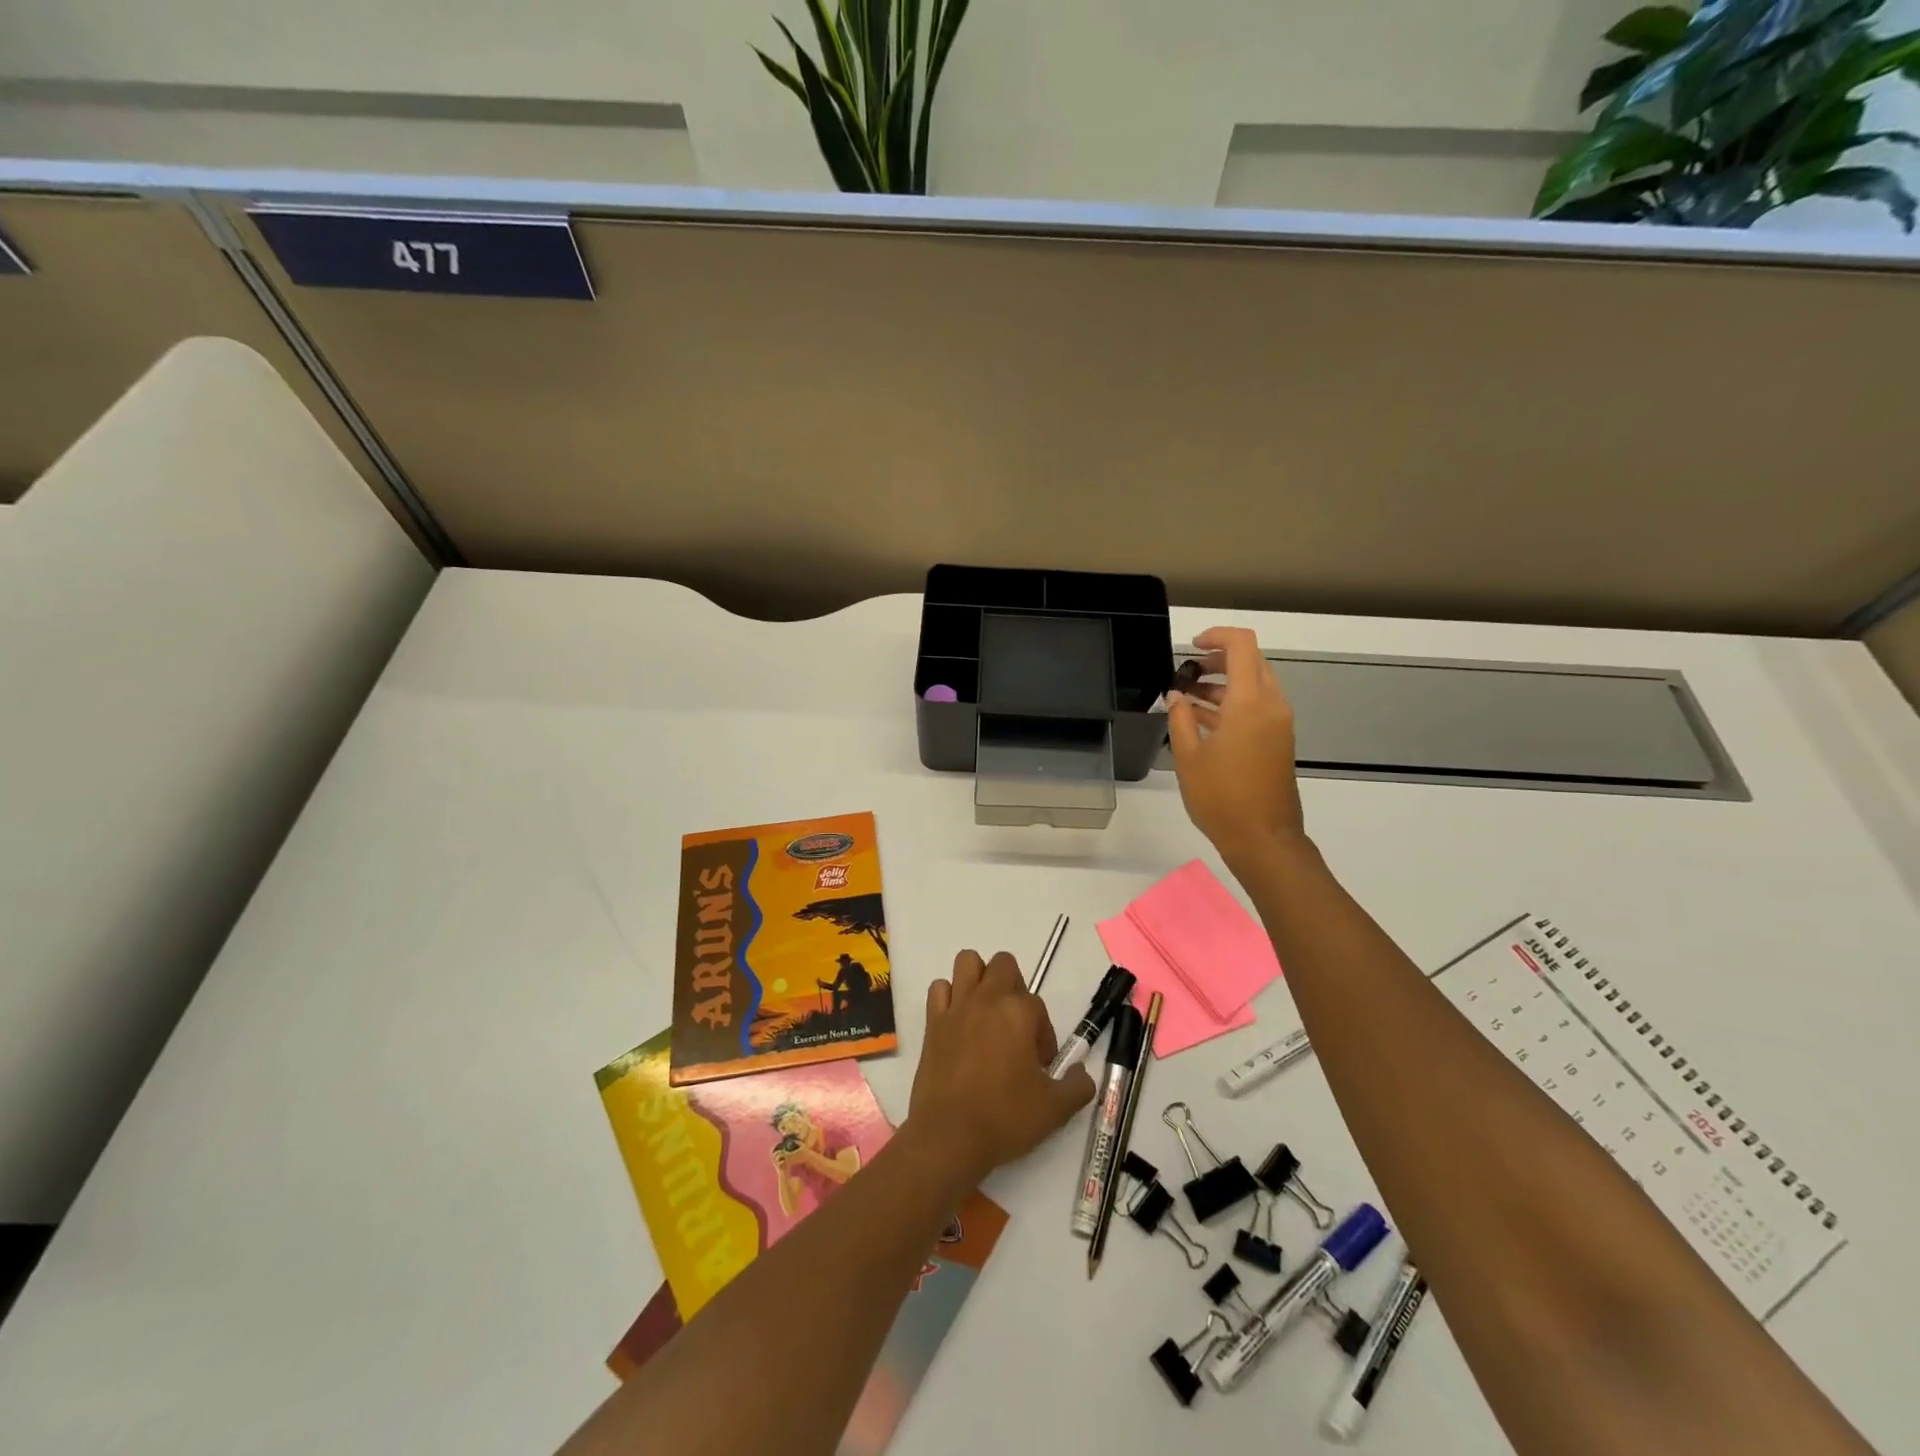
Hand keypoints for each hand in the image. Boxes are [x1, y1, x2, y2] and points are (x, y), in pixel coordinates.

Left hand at [906, 951, 1094, 1188]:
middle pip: (1004, 964)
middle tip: (1016, 1026)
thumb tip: (1082, 1073)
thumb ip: (1078, 1086)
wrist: (949, 1135)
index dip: (1043, 1034)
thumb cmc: (1005, 1118)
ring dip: (980, 978)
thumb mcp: (1055, 1109)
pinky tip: (958, 1022)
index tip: (1039, 1065)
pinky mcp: (933, 1021)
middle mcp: (987, 999)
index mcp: (1018, 1012)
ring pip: (968, 962)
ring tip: (986, 1013)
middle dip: (1015, 987)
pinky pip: (940, 988)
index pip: (1038, 1005)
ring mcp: (957, 1006)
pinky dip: (949, 996)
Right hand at [1167, 626, 1306, 864]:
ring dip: (1222, 685)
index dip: (1216, 636)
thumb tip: (1177, 695)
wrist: (1263, 839)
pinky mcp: (1278, 740)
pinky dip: (1232, 704)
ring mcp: (1278, 723)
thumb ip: (1181, 717)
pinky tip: (1201, 720)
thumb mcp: (1188, 756)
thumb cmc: (1221, 797)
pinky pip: (1256, 707)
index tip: (1190, 647)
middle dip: (1217, 660)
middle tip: (1186, 672)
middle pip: (1250, 661)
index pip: (1242, 645)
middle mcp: (1271, 705)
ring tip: (1186, 698)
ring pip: (1253, 685)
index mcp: (1250, 702)